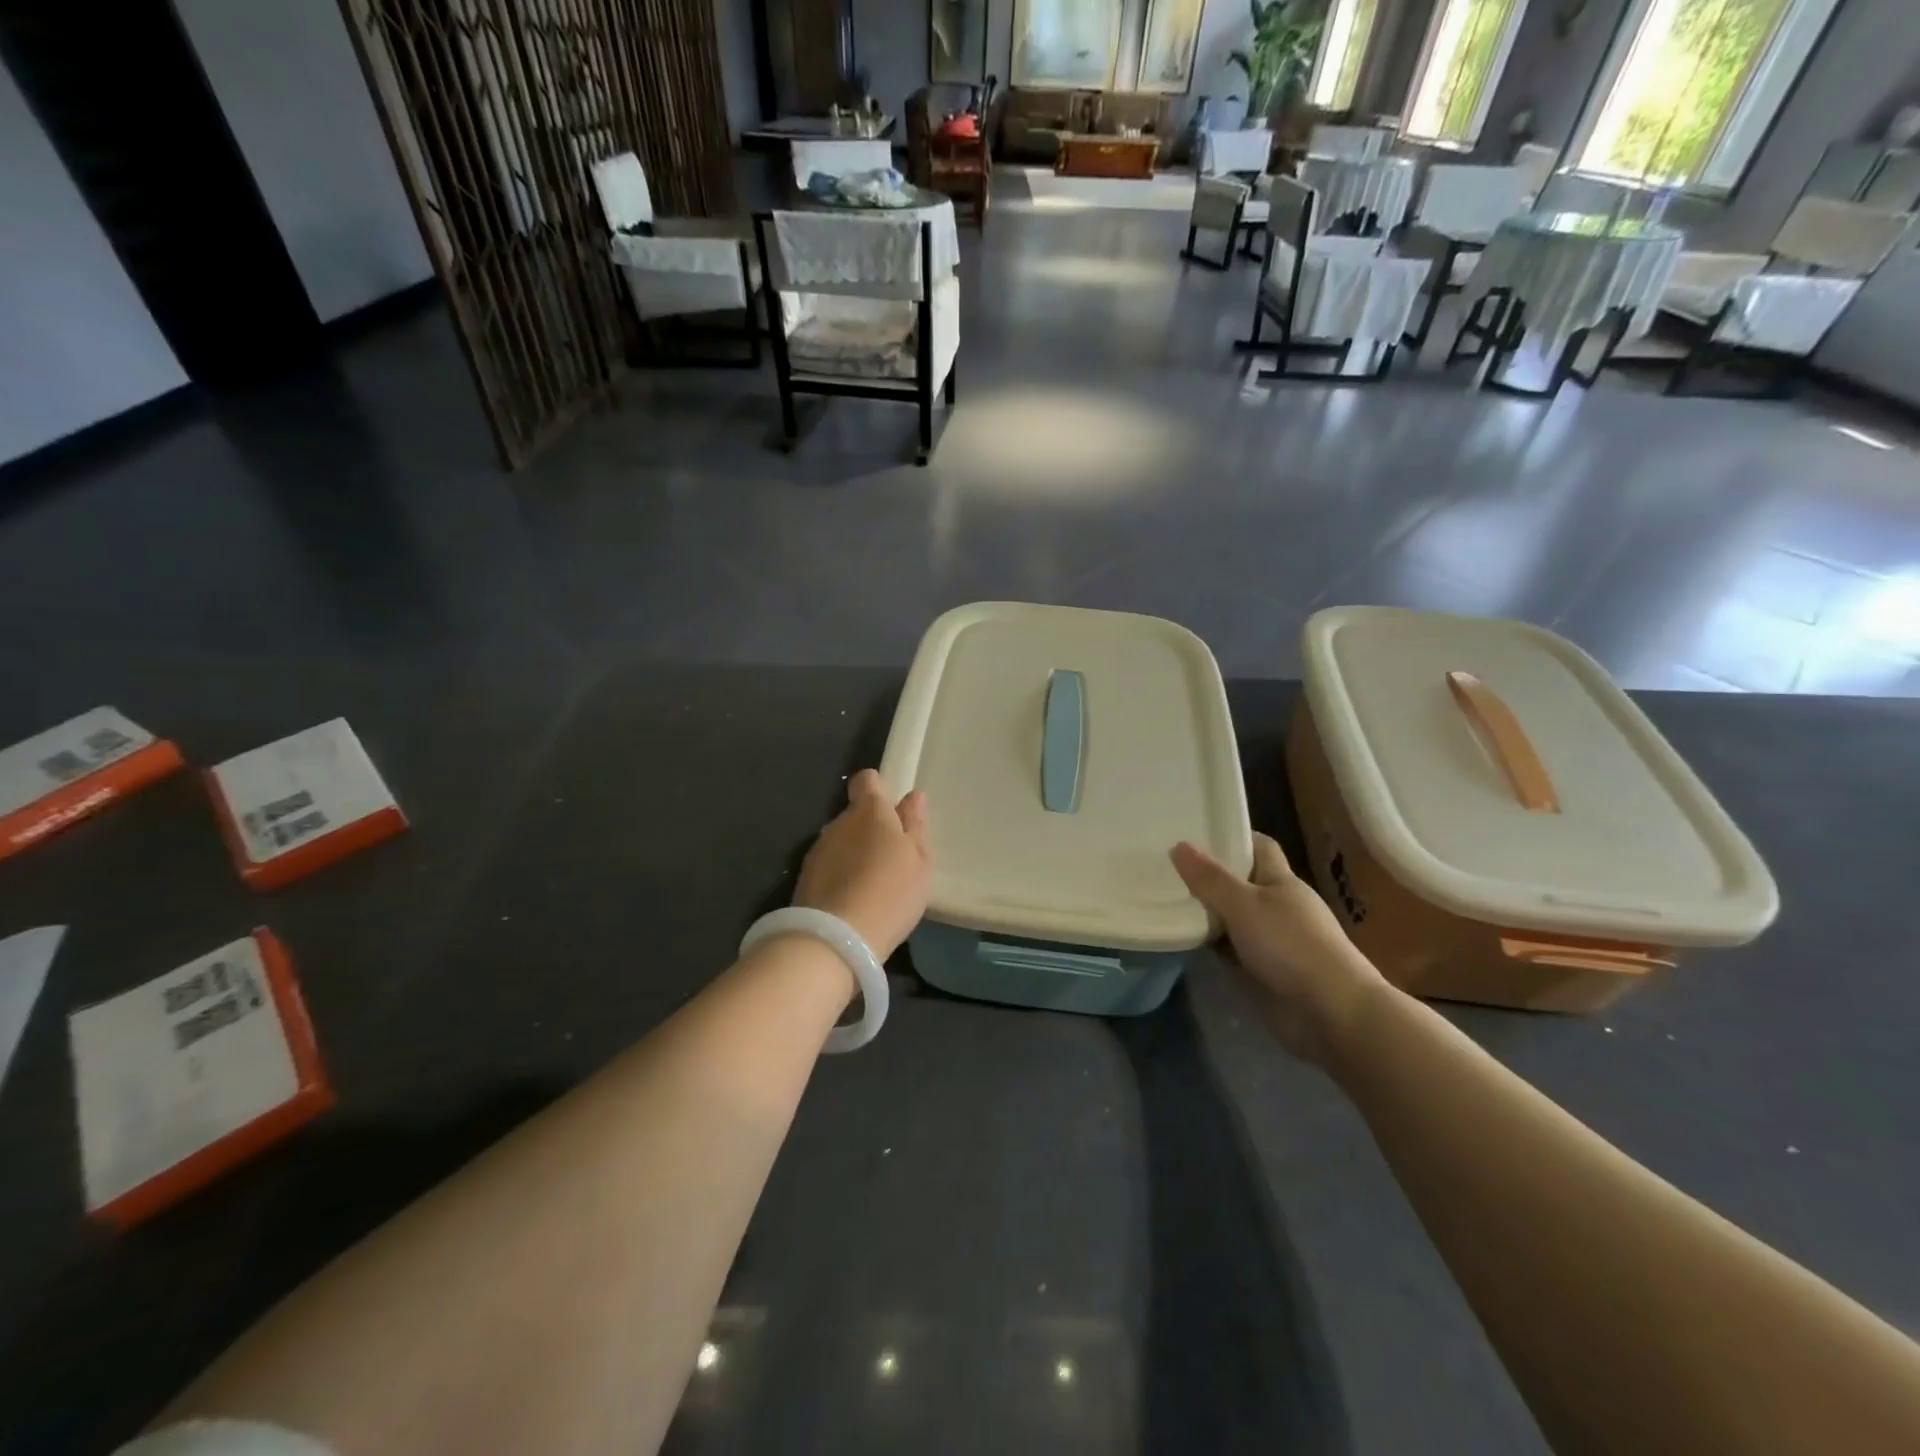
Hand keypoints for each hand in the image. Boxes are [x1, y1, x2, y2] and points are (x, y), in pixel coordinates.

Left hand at [795, 770, 930, 961]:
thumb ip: (915, 826)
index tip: (893, 811)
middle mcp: (839, 823)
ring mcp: (818, 850)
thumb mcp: (918, 861)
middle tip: (892, 858)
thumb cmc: (891, 893)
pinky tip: (854, 900)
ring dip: (855, 854)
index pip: (867, 781)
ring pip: (841, 842)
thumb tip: (913, 797)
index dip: (879, 790)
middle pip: (855, 814)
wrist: (835, 939)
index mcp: (870, 811)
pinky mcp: (805, 878)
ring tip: (873, 884)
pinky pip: (829, 866)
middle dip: (870, 829)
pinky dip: (841, 876)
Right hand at [1171, 834, 1386, 1062]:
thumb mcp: (1244, 905)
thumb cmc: (1291, 945)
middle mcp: (1275, 906)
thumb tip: (1179, 845)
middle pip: (1238, 881)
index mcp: (1281, 881)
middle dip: (1207, 874)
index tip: (1195, 831)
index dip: (1231, 837)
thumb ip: (1210, 878)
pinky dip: (1207, 942)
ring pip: (1230, 916)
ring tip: (1161, 895)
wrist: (1330, 1012)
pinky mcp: (1259, 970)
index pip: (1257, 846)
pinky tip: (1179, 936)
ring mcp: (1269, 940)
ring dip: (1204, 911)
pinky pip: (1227, 948)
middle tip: (1163, 864)